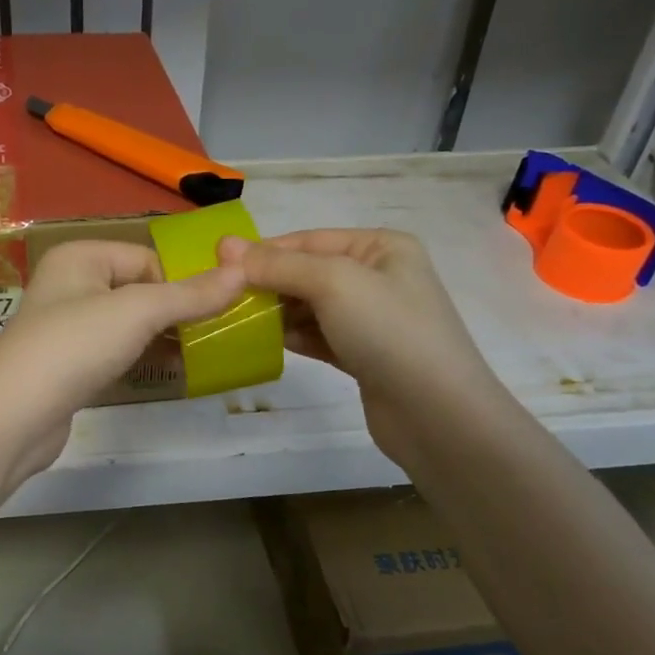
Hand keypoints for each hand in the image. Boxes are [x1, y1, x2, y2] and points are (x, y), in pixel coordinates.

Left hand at [0, 239, 245, 479]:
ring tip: (200, 354)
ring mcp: (67, 326)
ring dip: (162, 336)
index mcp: (81, 257)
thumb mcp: (138, 312)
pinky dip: (141, 358)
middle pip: (139, 289)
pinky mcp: (68, 364)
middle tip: (215, 334)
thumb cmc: (75, 346)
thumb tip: (242, 272)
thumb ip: (190, 295)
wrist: (16, 415)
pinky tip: (168, 372)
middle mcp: (70, 284)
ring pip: (128, 323)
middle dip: (175, 311)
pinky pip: (115, 351)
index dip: (181, 282)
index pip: (147, 258)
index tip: (217, 310)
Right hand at [218, 229, 499, 470]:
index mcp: (381, 247)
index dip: (263, 251)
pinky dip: (292, 336)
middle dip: (268, 282)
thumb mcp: (332, 283)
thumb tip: (224, 245)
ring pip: (310, 306)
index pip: (309, 240)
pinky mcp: (363, 355)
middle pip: (307, 272)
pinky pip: (318, 335)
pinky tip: (263, 342)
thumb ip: (278, 265)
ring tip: (236, 320)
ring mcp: (372, 319)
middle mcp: (379, 277)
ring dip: (276, 311)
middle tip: (222, 297)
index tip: (218, 266)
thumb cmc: (388, 332)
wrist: (436, 414)